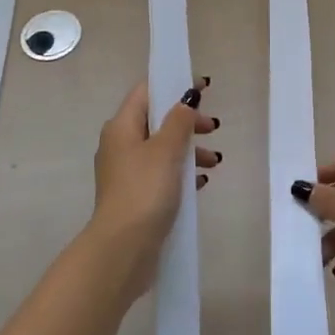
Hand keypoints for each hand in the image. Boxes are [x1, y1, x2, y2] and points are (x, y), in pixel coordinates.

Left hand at [90, 80, 220, 288]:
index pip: (146, 91)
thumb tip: (187, 97)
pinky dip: (181, 172)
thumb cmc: (144, 190)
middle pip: (157, 120)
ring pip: (162, 148)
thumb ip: (179, 120)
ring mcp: (126, 172)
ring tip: (214, 162)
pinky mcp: (135, 196)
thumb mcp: (166, 150)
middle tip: (214, 128)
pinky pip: (162, 173)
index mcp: (121, 126)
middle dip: (187, 121)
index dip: (174, 84)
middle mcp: (120, 144)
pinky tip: (201, 182)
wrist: (123, 249)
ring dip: (188, 149)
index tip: (204, 87)